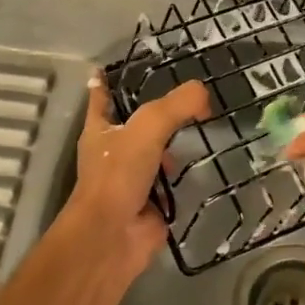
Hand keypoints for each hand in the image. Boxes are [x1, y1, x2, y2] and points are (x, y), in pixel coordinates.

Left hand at [68, 73, 209, 268]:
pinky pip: (171, 182)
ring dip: (173, 145)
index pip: (101, 98)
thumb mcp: (148, 127)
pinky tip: (204, 163)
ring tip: (201, 125)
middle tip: (183, 97)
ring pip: (155, 152)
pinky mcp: (152, 202)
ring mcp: (132, 178)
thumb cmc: (119, 174)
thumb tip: (204, 93)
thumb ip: (177, 105)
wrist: (113, 236)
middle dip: (155, 113)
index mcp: (100, 130)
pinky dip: (185, 175)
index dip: (105, 83)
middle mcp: (113, 152)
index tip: (106, 68)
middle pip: (135, 124)